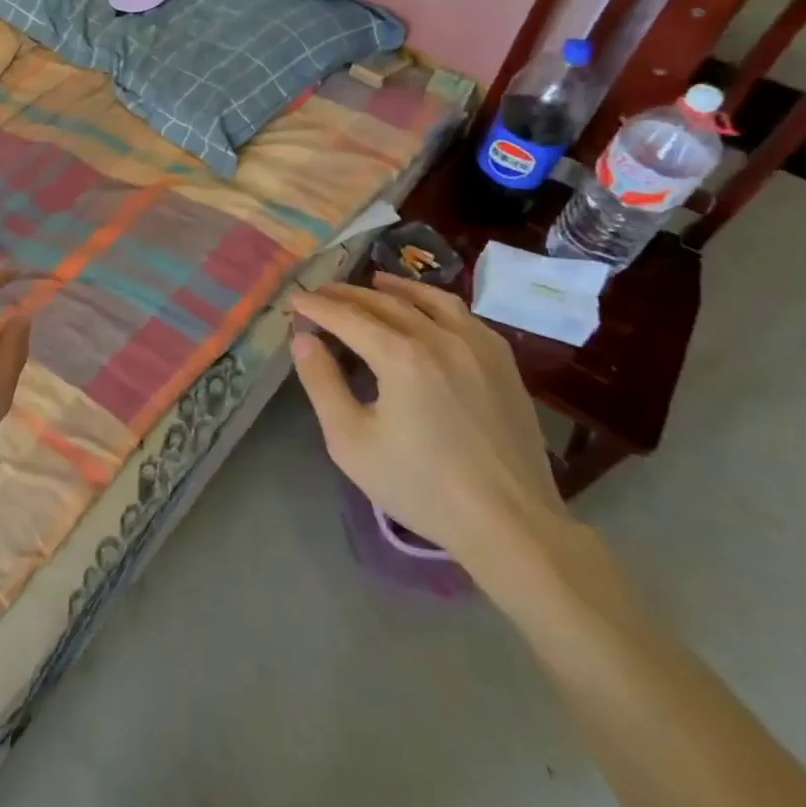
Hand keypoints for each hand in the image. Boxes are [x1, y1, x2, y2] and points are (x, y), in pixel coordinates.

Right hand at [289, 272, 570, 573]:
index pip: (347, 317)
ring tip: (374, 282)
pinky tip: (429, 312)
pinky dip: (436, 304)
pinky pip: (464, 316)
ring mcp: (477, 346)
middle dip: (347, 294)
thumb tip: (303, 339)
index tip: (295, 299)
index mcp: (401, 355)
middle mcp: (439, 337)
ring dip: (395, 288)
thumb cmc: (421, 486)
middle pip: (384, 302)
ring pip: (430, 300)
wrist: (511, 524)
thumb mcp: (351, 441)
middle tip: (322, 292)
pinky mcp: (504, 363)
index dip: (317, 306)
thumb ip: (321, 383)